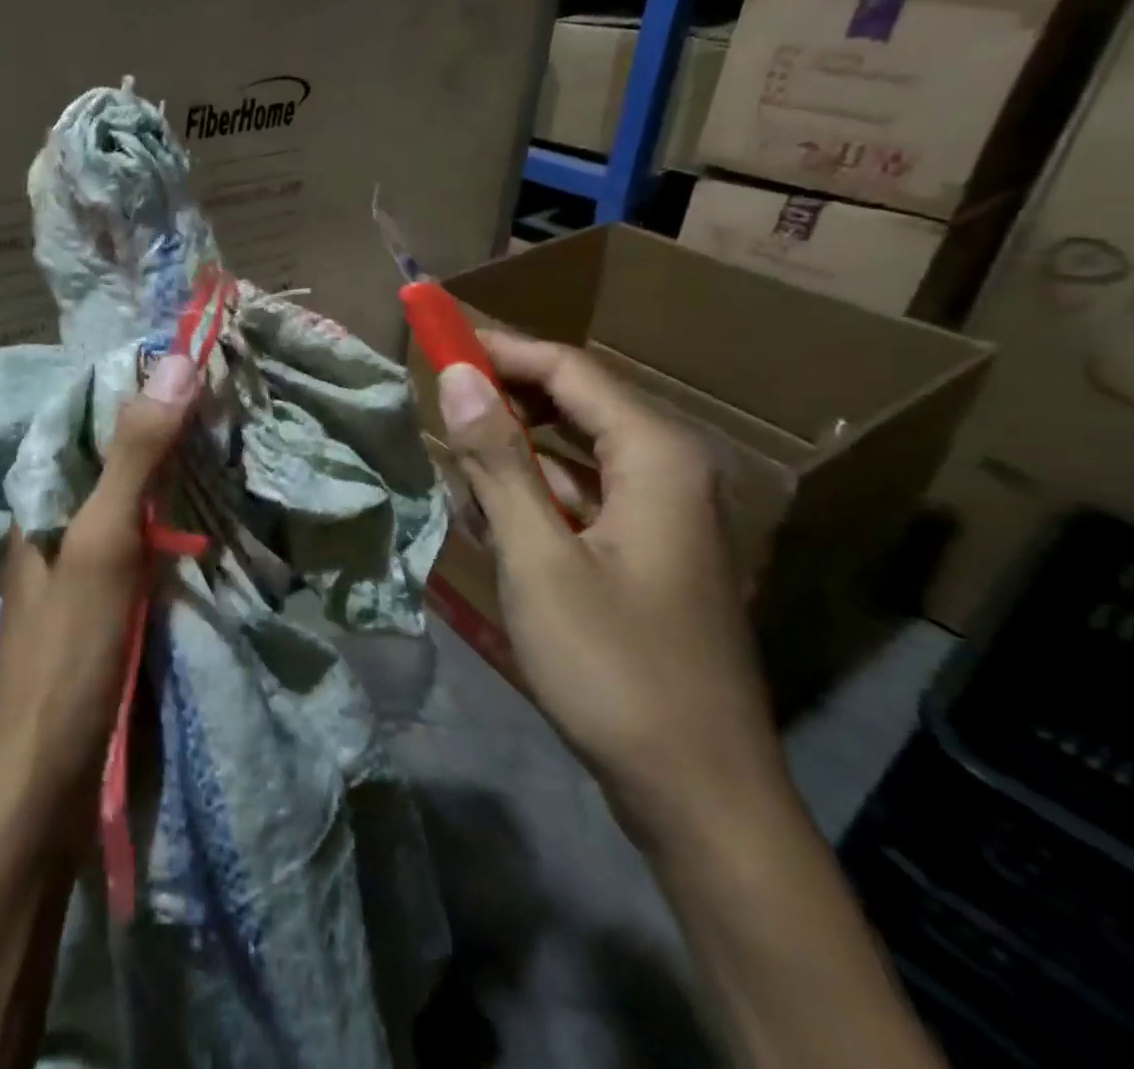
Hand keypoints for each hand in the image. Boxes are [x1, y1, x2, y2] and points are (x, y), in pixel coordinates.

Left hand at [0, 352, 198, 821]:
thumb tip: (174, 361)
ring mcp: (83, 562)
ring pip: (134, 496)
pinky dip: (178, 519)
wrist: (47, 780)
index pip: (87, 414)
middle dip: (166, 425)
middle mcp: (57, 519)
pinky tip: (216, 510)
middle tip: (230, 396)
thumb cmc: (68, 650)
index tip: (196, 358)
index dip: (138, 383)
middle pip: (115, 454)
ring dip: (177, 472)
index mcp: (42, 495)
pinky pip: (146, 539)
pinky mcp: (108, 599)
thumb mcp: (103, 541)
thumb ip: (135, 456)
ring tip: (234, 439)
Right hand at [437, 332, 786, 845]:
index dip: (499, 348)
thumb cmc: (614, 668)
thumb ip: (497, 460)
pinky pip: (582, 494)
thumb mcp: (538, 558)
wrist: (699, 795)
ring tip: (452, 460)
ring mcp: (664, 515)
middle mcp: (671, 470)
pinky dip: (534, 492)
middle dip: (503, 393)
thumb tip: (456, 376)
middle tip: (434, 395)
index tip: (436, 338)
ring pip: (575, 451)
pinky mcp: (649, 551)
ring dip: (512, 448)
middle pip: (577, 401)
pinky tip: (490, 514)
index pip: (569, 368)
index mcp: (657, 457)